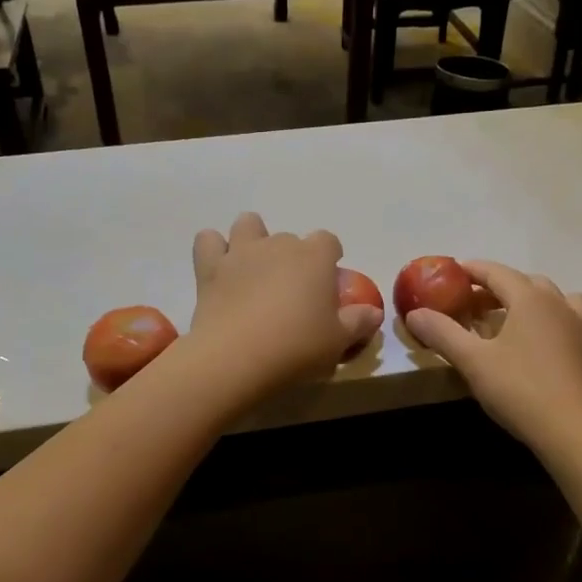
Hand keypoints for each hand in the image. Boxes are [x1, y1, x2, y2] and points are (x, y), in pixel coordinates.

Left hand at [185, 213, 382, 404]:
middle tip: (291, 291)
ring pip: (248, 224)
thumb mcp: (337, 342)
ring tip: (254, 268)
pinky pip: (208, 241)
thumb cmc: (297, 347)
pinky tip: (219, 269)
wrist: (237, 357)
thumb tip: (373, 313)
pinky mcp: (209, 268)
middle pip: (289, 238)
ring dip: (252, 239)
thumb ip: (358, 323)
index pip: (328, 241)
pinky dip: (213, 249)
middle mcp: (278, 245)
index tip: (327, 281)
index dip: (329, 257)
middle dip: (292, 257)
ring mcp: (241, 252)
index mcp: (314, 257)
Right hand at [404, 261, 581, 455]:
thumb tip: (414, 314)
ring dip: (527, 298)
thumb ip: (442, 333)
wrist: (571, 430)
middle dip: (495, 286)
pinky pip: (565, 318)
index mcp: (529, 298)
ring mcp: (576, 326)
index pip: (496, 272)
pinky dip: (547, 317)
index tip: (451, 272)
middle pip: (524, 282)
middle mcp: (556, 303)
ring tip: (507, 315)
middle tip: (470, 301)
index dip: (472, 270)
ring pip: (551, 297)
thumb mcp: (472, 361)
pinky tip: (533, 339)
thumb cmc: (519, 388)